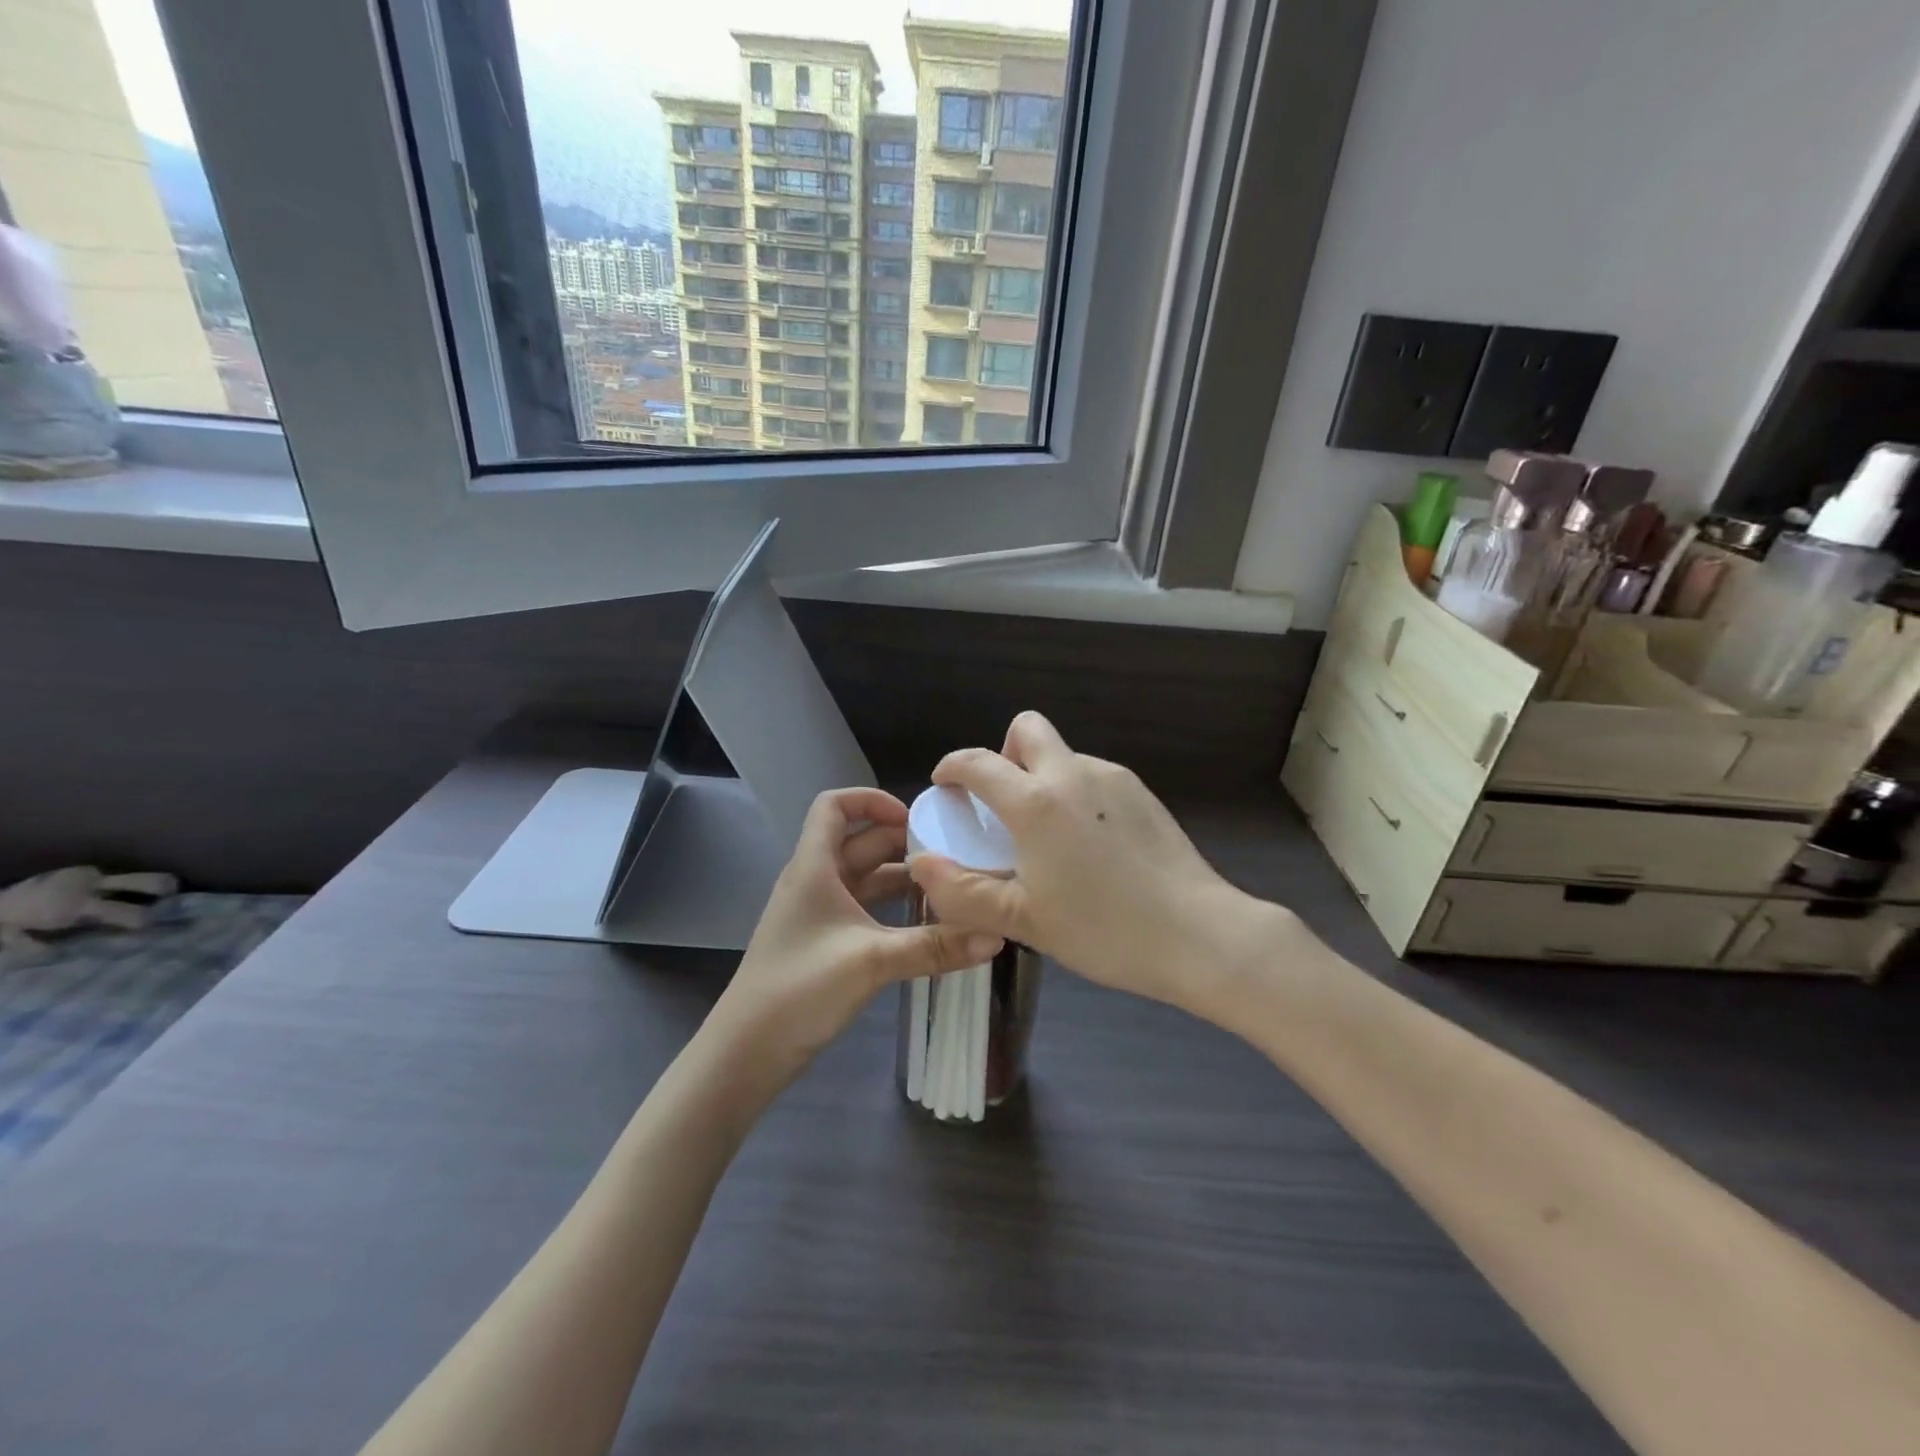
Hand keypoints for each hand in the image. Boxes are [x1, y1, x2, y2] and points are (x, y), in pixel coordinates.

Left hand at [712, 788, 1003, 1074]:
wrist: (748, 1050)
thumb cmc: (801, 988)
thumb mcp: (873, 961)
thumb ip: (935, 947)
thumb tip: (995, 936)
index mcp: (814, 866)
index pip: (834, 805)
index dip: (871, 799)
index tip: (913, 818)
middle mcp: (814, 880)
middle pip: (859, 841)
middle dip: (902, 842)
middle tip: (950, 854)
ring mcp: (817, 912)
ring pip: (863, 877)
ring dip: (901, 878)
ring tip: (947, 886)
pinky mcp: (823, 941)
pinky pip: (862, 908)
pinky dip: (891, 907)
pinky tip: (924, 923)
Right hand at [907, 713, 1269, 1020]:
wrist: (1198, 934)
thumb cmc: (1103, 930)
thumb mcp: (1023, 921)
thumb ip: (963, 891)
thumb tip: (921, 864)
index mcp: (1036, 802)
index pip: (978, 762)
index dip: (952, 768)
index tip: (945, 785)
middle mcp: (1072, 774)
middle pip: (1027, 728)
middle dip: (1004, 753)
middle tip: (1004, 803)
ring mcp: (1113, 779)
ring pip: (1064, 755)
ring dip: (1043, 777)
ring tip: (1050, 835)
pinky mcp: (1142, 793)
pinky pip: (1093, 776)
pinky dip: (1076, 794)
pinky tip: (1090, 844)